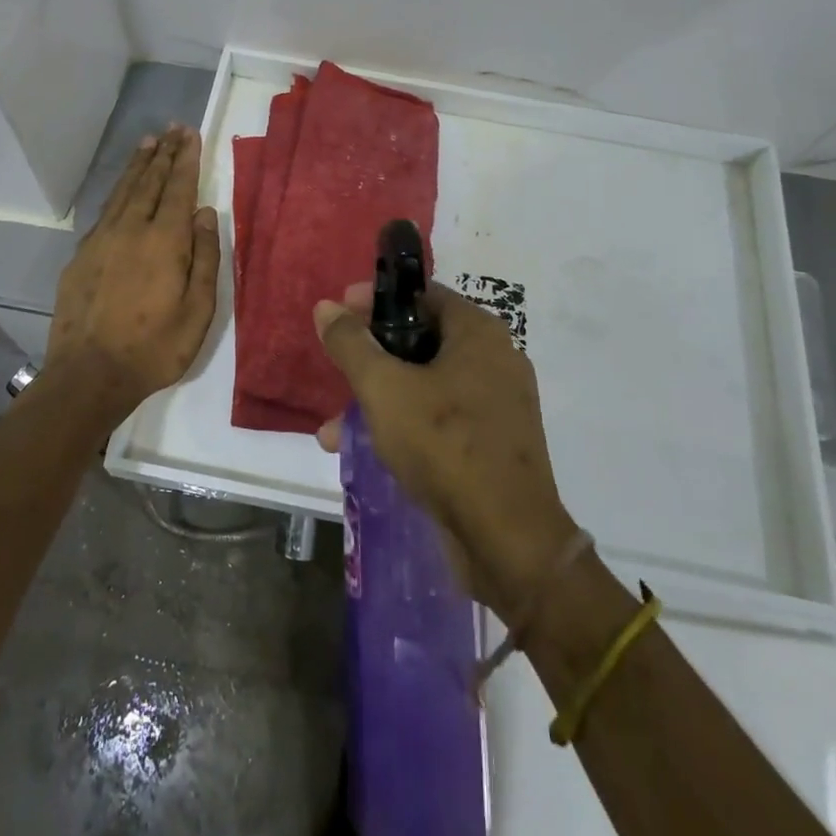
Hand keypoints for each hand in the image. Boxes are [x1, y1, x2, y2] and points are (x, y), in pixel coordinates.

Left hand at [45, 125, 220, 425]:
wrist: (89, 375)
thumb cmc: (154, 347)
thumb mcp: (198, 310)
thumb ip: (205, 258)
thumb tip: (206, 213)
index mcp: (165, 241)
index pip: (179, 189)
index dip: (186, 160)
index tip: (191, 135)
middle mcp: (132, 229)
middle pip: (150, 182)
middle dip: (164, 154)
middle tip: (173, 129)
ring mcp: (102, 240)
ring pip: (124, 191)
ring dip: (139, 166)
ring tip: (148, 143)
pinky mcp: (82, 255)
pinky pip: (105, 210)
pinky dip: (118, 191)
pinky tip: (123, 188)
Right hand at [314, 282, 578, 620]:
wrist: (509, 540)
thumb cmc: (445, 445)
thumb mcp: (384, 388)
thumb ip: (352, 344)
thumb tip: (327, 307)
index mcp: (478, 332)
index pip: (421, 295)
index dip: (376, 300)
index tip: (339, 314)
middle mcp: (495, 359)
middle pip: (421, 339)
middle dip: (371, 357)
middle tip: (336, 369)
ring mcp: (497, 404)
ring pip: (426, 384)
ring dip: (379, 399)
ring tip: (332, 428)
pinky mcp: (493, 443)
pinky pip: (441, 418)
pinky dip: (405, 424)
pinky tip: (366, 450)